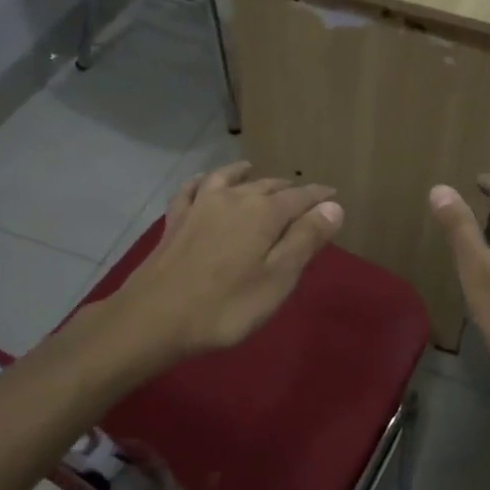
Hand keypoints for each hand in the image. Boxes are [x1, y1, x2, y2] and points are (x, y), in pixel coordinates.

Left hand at [109, 163, 342, 359]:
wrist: (154, 318)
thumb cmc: (226, 306)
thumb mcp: (278, 278)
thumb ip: (306, 239)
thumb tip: (333, 206)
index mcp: (264, 213)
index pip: (301, 197)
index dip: (320, 197)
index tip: (334, 196)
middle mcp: (234, 199)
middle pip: (268, 186)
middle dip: (289, 189)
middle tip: (303, 197)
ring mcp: (200, 206)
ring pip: (229, 179)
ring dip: (247, 175)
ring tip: (255, 172)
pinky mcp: (176, 220)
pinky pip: (192, 189)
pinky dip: (203, 180)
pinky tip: (203, 180)